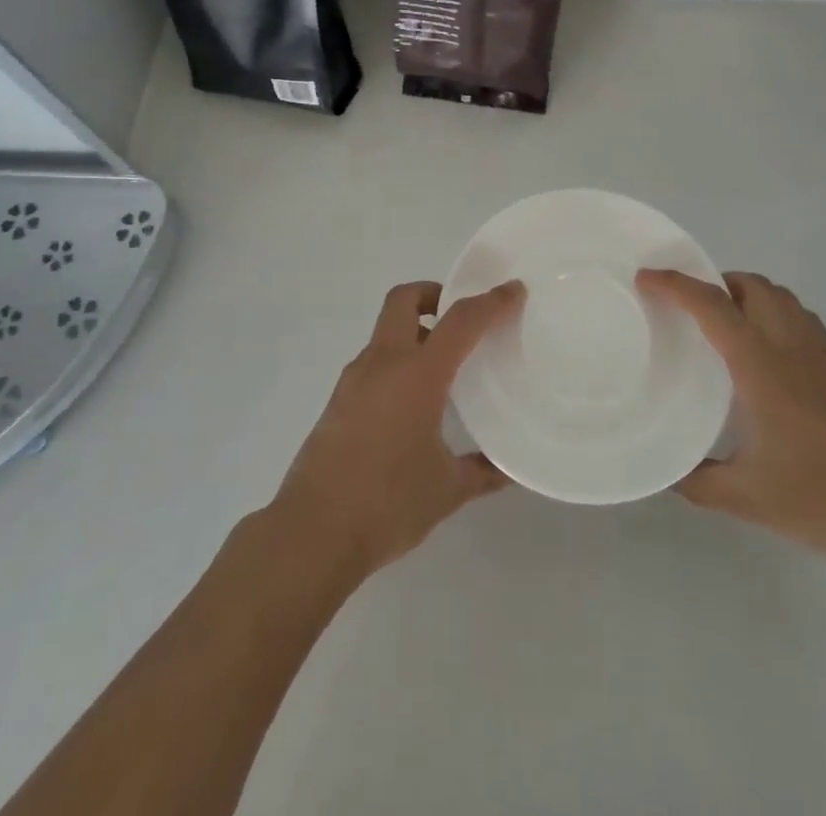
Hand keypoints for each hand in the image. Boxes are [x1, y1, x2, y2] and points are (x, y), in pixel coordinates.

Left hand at [268, 281, 521, 581]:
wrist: (312, 533)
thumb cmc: (387, 504)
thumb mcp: (446, 490)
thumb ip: (481, 473)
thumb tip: (508, 470)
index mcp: (417, 375)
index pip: (459, 322)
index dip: (490, 302)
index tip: (513, 291)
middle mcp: (382, 364)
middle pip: (403, 300)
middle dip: (432, 295)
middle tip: (460, 317)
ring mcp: (354, 380)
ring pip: (385, 332)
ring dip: (414, 332)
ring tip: (443, 366)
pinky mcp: (338, 400)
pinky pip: (373, 362)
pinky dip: (397, 362)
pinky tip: (412, 402)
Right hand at [637, 269, 825, 567]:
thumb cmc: (822, 498)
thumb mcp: (747, 498)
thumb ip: (698, 482)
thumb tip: (666, 472)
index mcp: (762, 366)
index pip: (713, 306)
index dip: (675, 285)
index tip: (645, 278)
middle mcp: (790, 346)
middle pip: (751, 285)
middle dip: (712, 281)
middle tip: (684, 305)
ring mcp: (820, 353)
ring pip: (778, 295)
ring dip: (744, 293)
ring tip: (718, 321)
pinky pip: (797, 315)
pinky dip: (770, 310)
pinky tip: (761, 348)